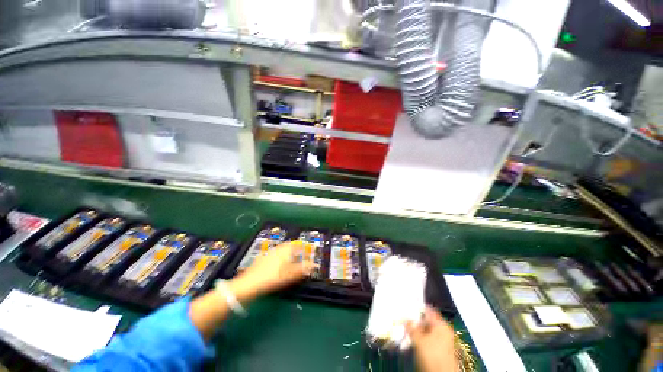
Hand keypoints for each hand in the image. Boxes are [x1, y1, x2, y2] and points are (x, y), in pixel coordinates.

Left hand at [231, 242, 316, 299]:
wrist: (250, 283)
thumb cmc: (273, 277)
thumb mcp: (290, 274)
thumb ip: (303, 269)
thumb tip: (314, 265)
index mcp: (286, 250)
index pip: (298, 245)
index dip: (304, 247)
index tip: (308, 252)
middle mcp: (278, 248)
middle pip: (289, 245)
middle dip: (296, 249)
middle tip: (300, 254)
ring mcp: (269, 252)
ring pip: (281, 249)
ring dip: (287, 252)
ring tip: (290, 259)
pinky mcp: (262, 258)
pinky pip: (274, 254)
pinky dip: (278, 257)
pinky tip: (277, 264)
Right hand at [406, 306, 456, 371]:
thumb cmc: (432, 354)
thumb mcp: (418, 339)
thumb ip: (411, 327)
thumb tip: (404, 318)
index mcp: (441, 324)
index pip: (427, 310)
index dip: (416, 307)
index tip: (406, 306)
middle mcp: (443, 329)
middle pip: (426, 320)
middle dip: (415, 320)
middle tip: (403, 319)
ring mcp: (443, 339)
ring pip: (426, 329)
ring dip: (416, 329)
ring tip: (406, 329)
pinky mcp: (440, 348)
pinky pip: (428, 337)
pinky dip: (420, 337)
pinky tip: (412, 339)